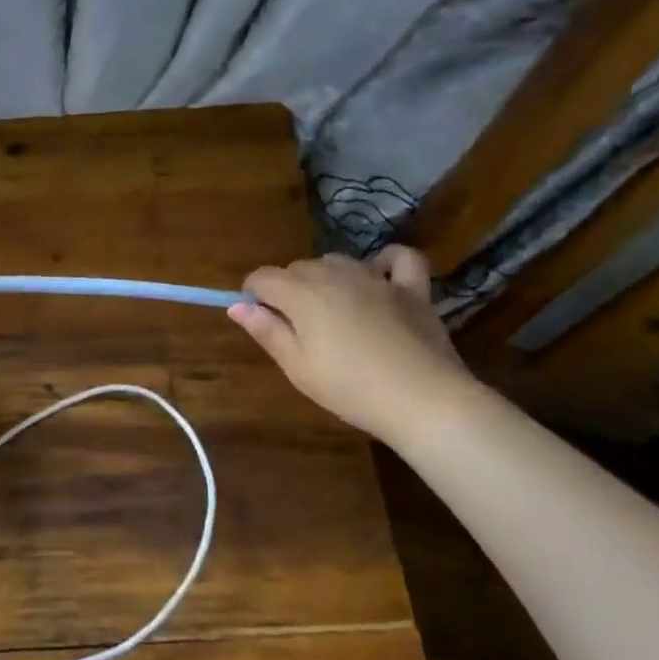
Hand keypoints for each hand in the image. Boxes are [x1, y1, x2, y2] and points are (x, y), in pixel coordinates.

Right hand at [228, 246, 481, 444]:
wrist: (422, 400)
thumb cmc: (350, 388)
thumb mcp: (297, 367)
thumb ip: (266, 331)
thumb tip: (236, 306)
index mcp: (302, 294)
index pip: (262, 277)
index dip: (253, 295)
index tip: (259, 319)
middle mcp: (335, 274)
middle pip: (298, 268)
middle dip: (288, 289)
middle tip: (296, 328)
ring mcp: (376, 278)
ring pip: (338, 261)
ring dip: (326, 278)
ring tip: (332, 312)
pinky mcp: (412, 289)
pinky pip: (399, 259)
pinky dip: (386, 261)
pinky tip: (379, 276)